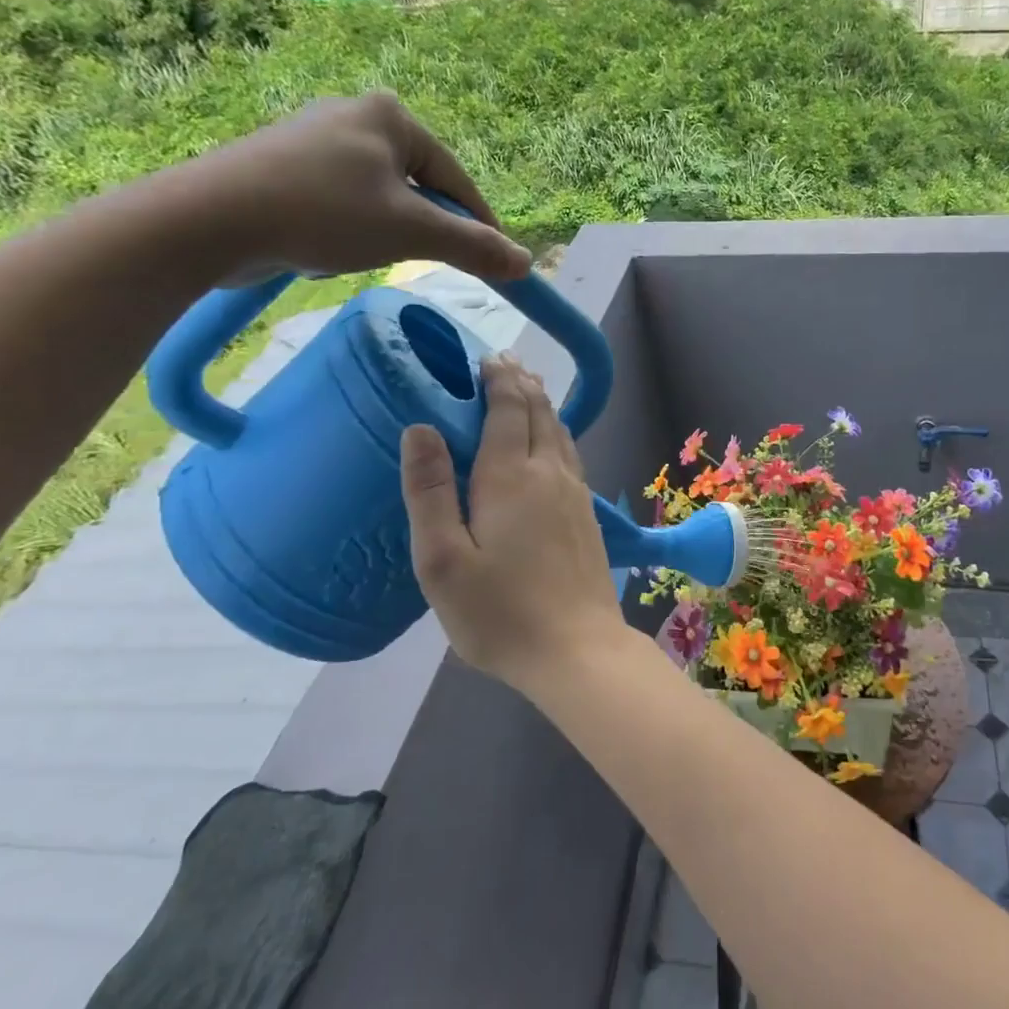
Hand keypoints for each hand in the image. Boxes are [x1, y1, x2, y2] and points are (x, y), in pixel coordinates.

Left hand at [159, 91, 531, 284]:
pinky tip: (319, 247)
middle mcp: (356, 115)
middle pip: (419, 189)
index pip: (457, 180)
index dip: (480, 226)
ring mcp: (316, 139)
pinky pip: (343, 205)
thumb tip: (526, 264)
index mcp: (392, 116)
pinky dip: (344, 232)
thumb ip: (473, 247)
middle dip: (418, 231)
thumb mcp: (412, 233)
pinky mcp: (286, 166)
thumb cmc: (325, 213)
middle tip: (412, 259)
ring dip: (379, 235)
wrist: (210, 220)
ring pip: (381, 201)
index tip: (496, 264)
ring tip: (351, 253)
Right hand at [399, 355, 623, 686]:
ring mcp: (576, 494)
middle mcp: (550, 473)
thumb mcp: (442, 560)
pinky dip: (557, 434)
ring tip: (528, 389)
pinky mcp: (588, 516)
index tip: (486, 358)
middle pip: (539, 413)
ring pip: (560, 433)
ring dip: (542, 405)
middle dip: (521, 384)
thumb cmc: (500, 612)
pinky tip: (553, 444)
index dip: (498, 380)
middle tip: (505, 362)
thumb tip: (420, 428)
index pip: (507, 410)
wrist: (578, 650)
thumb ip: (430, 492)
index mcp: (510, 477)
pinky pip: (571, 456)